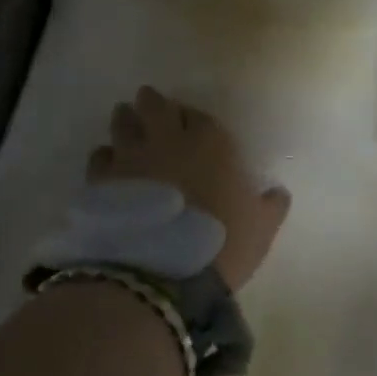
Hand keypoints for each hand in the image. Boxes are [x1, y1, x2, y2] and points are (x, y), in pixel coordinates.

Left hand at [90, 87, 291, 290]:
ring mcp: (130, 158)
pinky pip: (99, 157)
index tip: (188, 121)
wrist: (162, 272)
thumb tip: (277, 194)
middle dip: (152, 103)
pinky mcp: (101, 181)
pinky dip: (104, 156)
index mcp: (210, 142)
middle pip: (154, 107)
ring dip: (125, 120)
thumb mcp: (262, 227)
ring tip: (125, 119)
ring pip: (122, 124)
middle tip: (148, 103)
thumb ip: (271, 205)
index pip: (198, 116)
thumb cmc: (223, 242)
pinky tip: (107, 163)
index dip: (192, 117)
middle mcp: (168, 140)